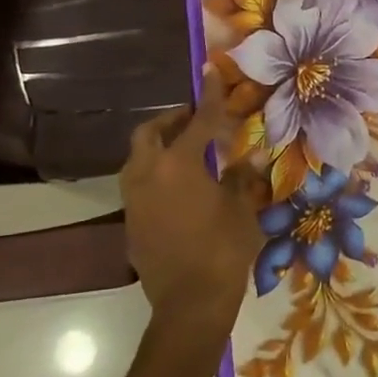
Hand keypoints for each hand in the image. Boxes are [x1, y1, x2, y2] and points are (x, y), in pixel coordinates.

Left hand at [120, 69, 265, 337]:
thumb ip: (240, 176)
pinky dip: (156, 174)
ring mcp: (134, 200)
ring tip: (187, 151)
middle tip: (195, 120)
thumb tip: (246, 156)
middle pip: (149, 133)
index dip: (209, 96)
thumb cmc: (223, 248)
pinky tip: (179, 188)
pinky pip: (139, 185)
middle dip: (172, 120)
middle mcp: (148, 175)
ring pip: (138, 158)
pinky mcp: (131, 222)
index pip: (198, 121)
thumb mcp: (241, 207)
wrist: (190, 303)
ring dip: (159, 146)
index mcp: (178, 165)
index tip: (210, 72)